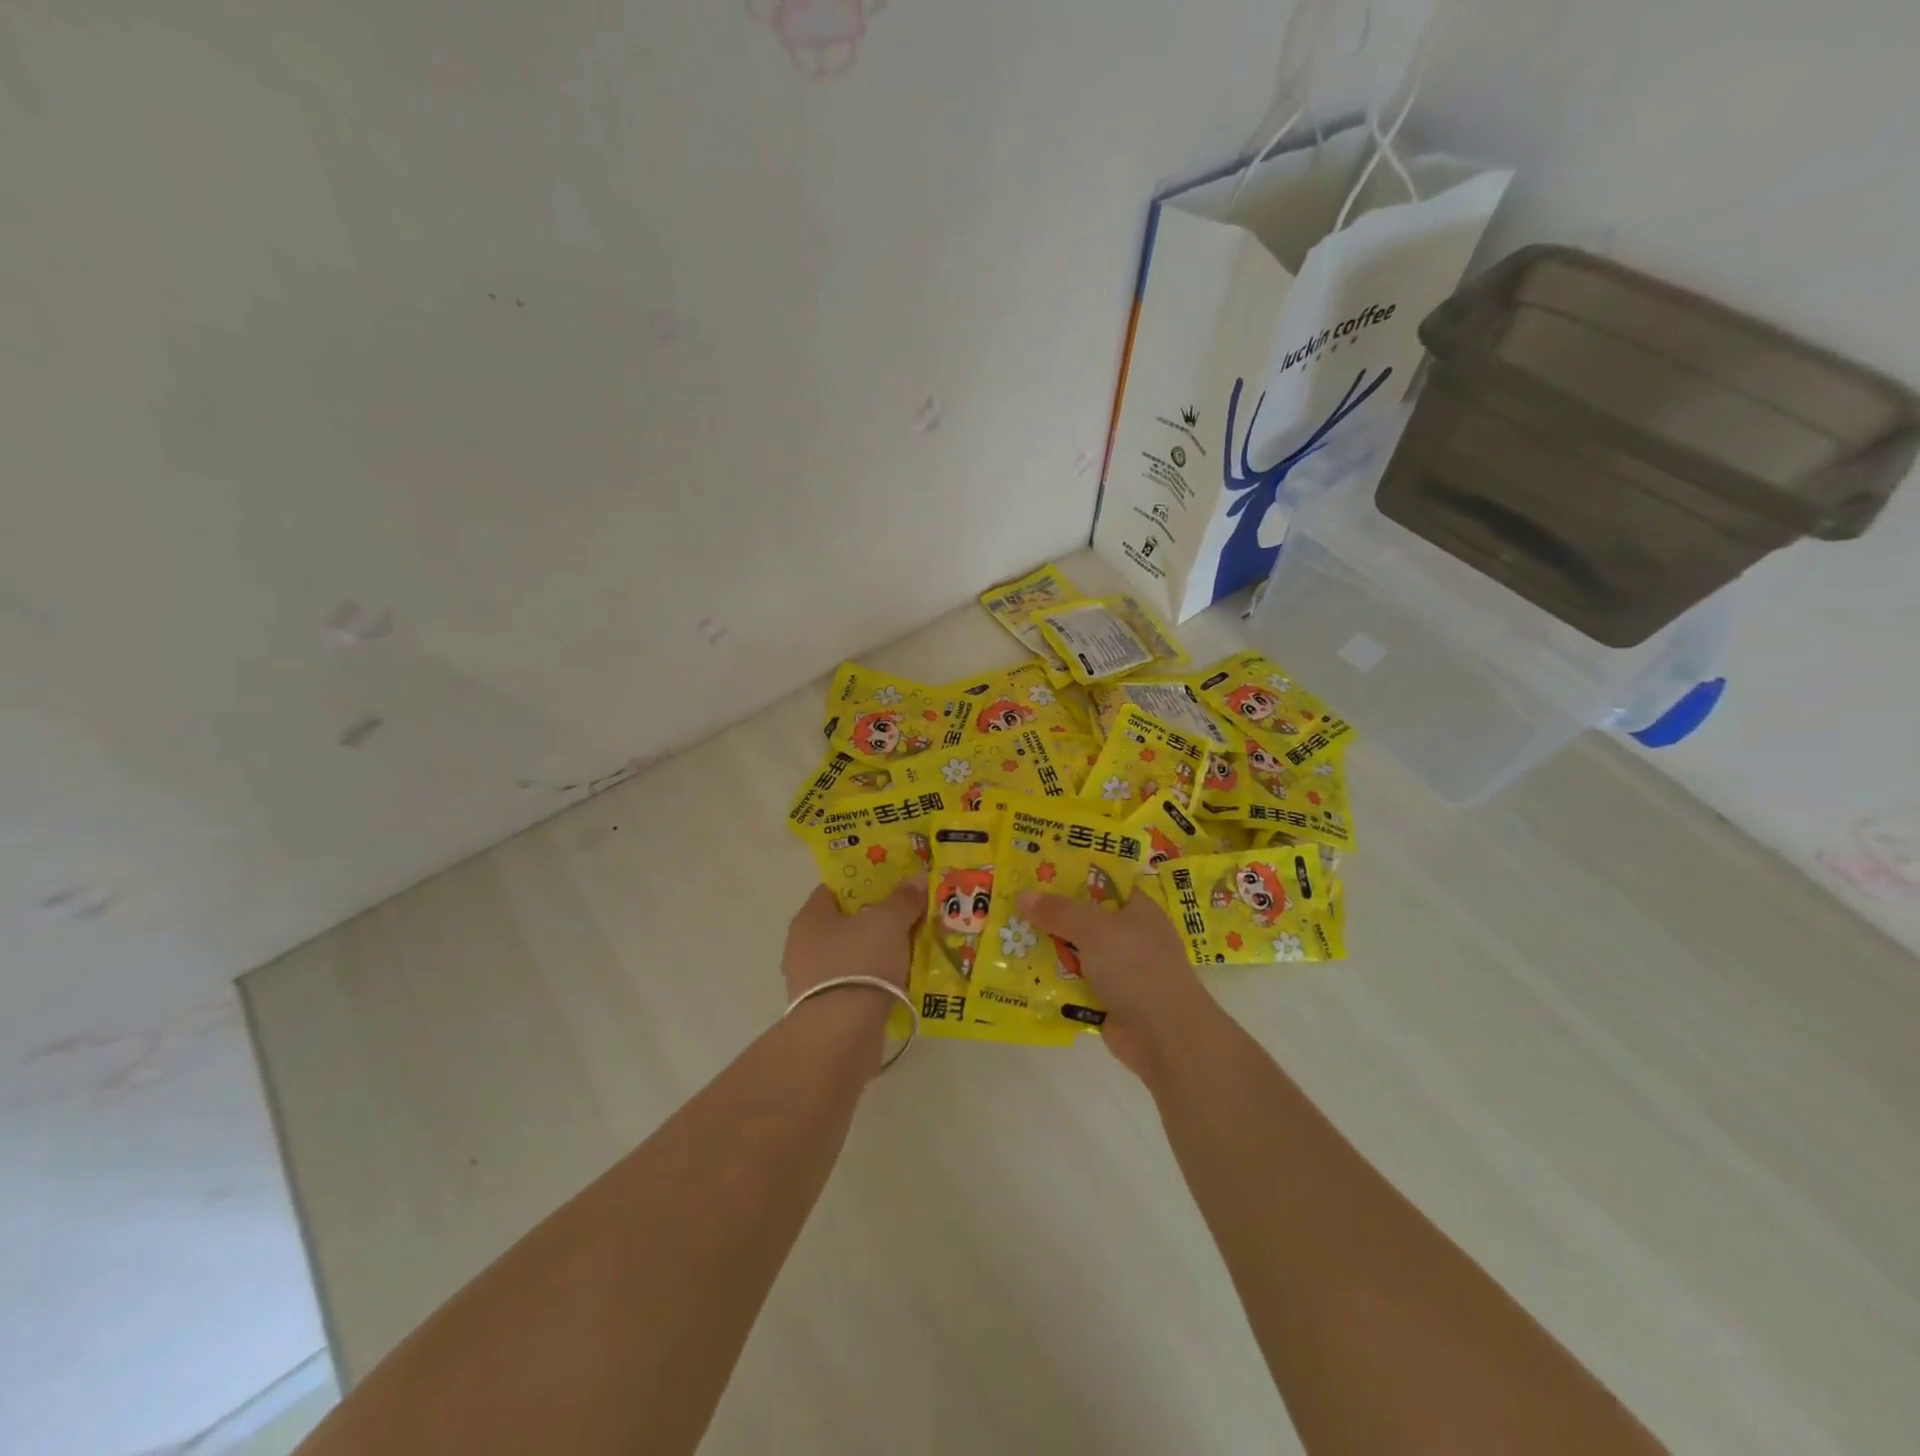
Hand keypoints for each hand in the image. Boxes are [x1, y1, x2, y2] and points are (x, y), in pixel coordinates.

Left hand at [781, 880, 925, 1004]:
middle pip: (845, 924)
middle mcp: (803, 947)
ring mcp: (812, 982)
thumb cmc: (859, 964)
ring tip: (911, 950)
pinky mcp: (825, 1012)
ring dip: (878, 954)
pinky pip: (856, 985)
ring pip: (852, 956)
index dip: (864, 885)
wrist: (840, 1035)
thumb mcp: (889, 922)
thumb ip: (903, 899)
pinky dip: (875, 982)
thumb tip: (917, 878)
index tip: (893, 886)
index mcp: (810, 918)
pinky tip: (901, 982)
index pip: (834, 890)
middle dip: (876, 920)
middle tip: (908, 916)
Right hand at [1016, 887, 1216, 1081]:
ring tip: (1005, 936)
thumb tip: (1022, 895)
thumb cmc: (1137, 968)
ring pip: (1074, 951)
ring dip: (1046, 949)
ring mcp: (1118, 969)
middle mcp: (1128, 935)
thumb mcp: (1095, 930)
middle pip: (1082, 918)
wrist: (1165, 1036)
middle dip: (1049, 914)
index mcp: (1136, 909)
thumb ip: (1059, 912)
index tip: (1036, 870)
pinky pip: (1072, 983)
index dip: (1071, 875)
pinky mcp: (1106, 999)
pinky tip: (1019, 973)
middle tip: (1009, 903)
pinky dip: (1051, 981)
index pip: (1102, 882)